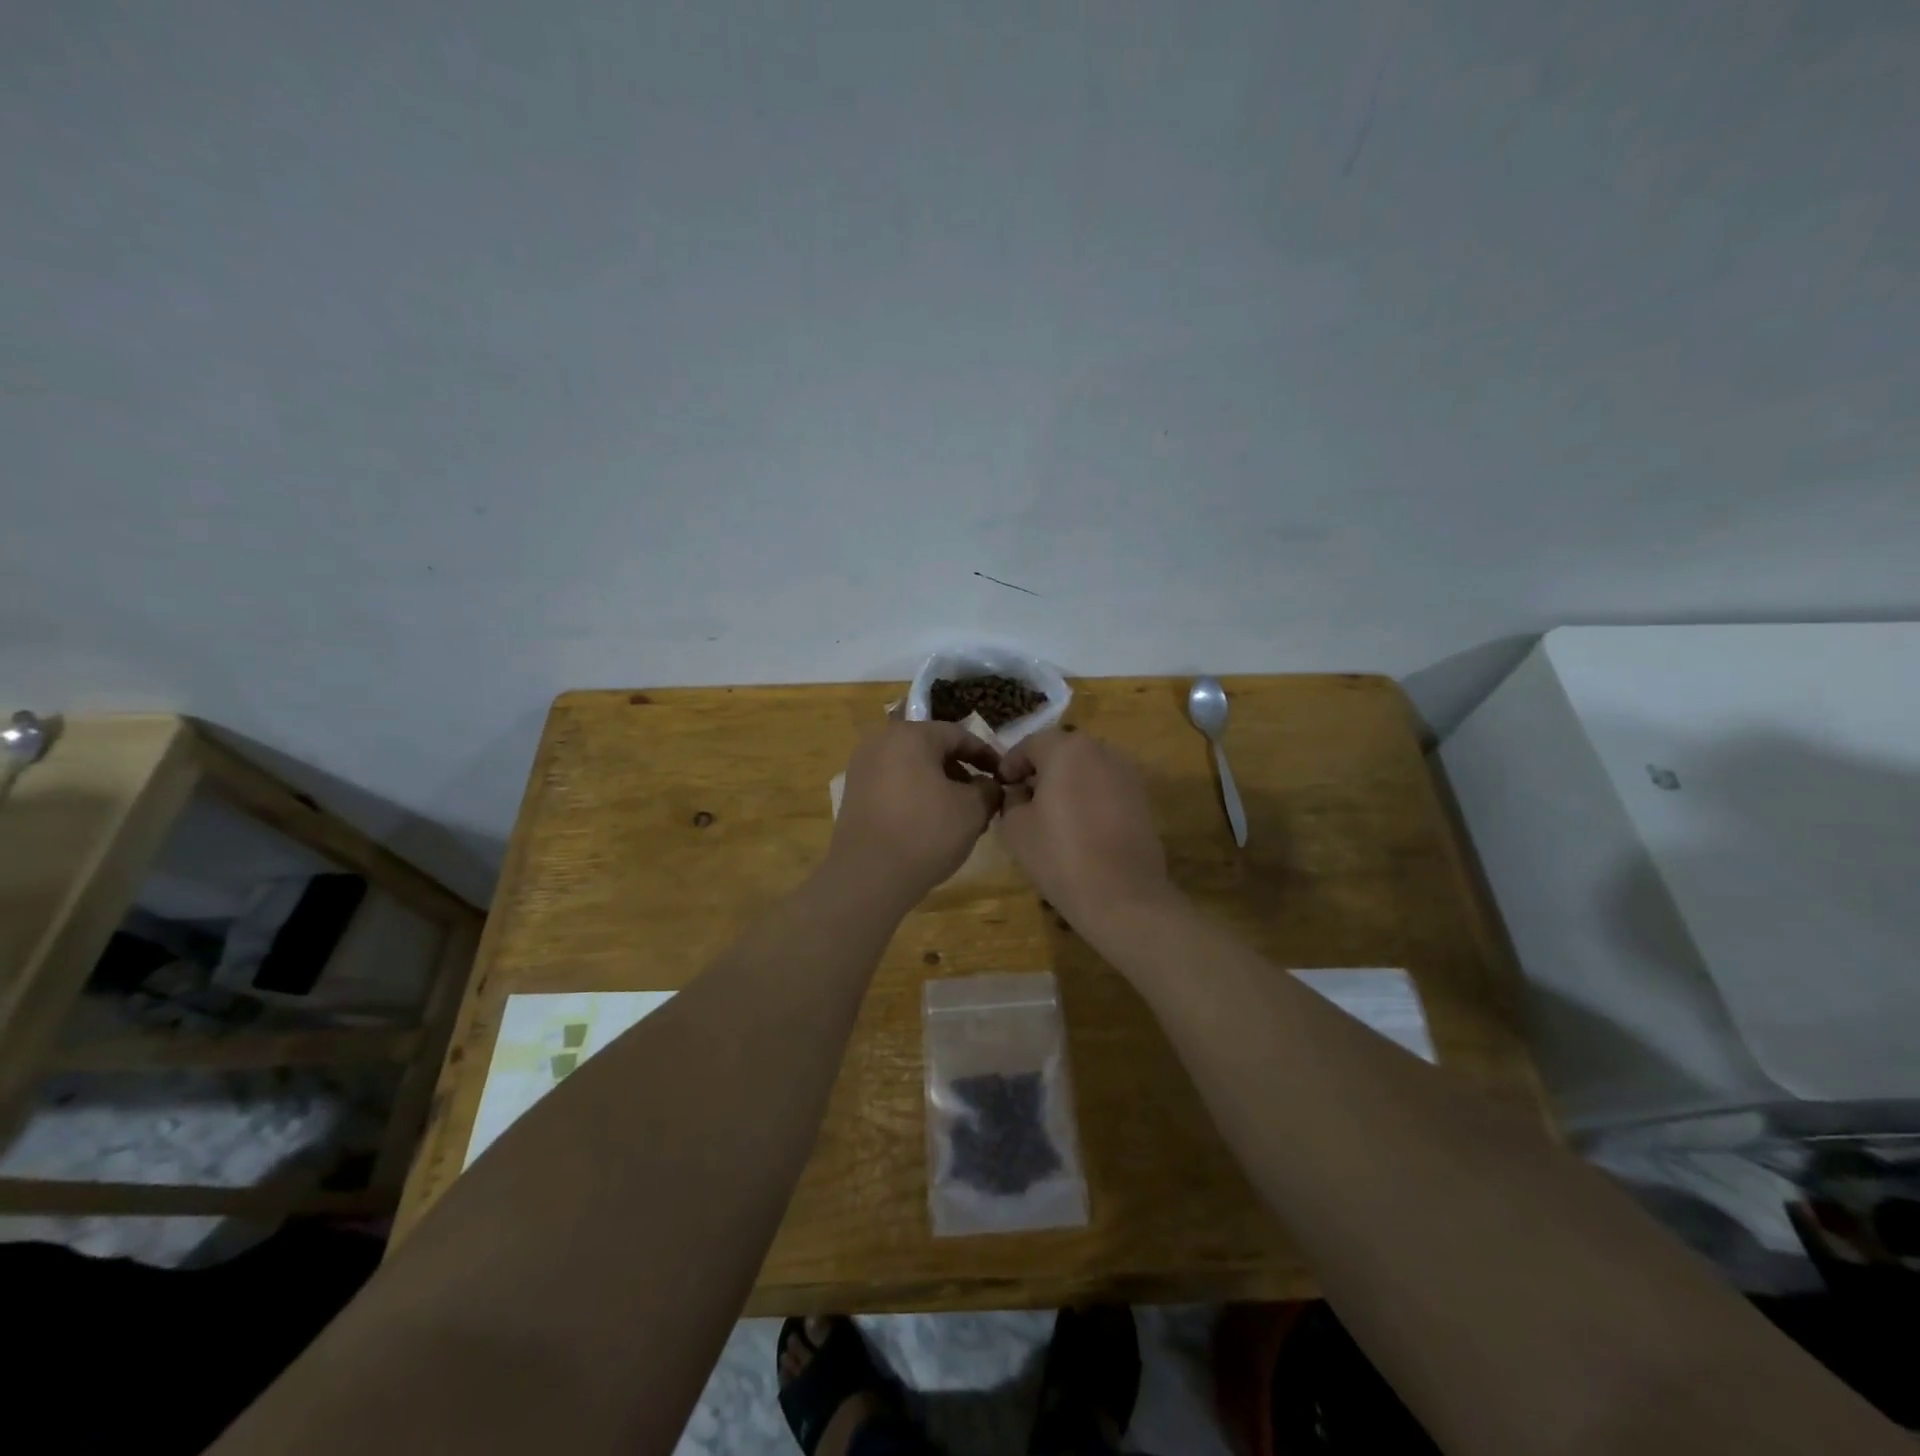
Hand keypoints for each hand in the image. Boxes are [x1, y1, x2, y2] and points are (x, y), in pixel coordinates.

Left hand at [825, 722, 1002, 908]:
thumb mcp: (973, 810)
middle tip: (983, 798)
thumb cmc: (925, 832)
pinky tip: (931, 823)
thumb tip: (989, 786)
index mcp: (911, 735)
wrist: (868, 876)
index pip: (959, 735)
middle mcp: (881, 742)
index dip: (986, 755)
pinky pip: (894, 785)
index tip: (1004, 775)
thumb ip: (989, 789)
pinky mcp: (854, 794)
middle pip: (933, 750)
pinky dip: (916, 796)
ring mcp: (862, 767)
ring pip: (913, 768)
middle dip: (962, 773)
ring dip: (940, 786)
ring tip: (960, 816)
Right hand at [998, 729, 1174, 933]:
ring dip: (1067, 782)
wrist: (1122, 894)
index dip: (1011, 764)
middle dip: (1041, 769)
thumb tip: (1019, 792)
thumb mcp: (1015, 827)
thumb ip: (1011, 799)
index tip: (1002, 785)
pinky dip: (1090, 796)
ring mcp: (1127, 773)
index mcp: (1066, 749)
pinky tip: (1080, 824)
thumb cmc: (1059, 855)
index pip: (1030, 744)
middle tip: (1024, 797)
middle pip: (1062, 751)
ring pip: (1087, 768)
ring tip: (1052, 812)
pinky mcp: (1142, 797)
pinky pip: (1106, 786)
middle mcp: (1101, 750)